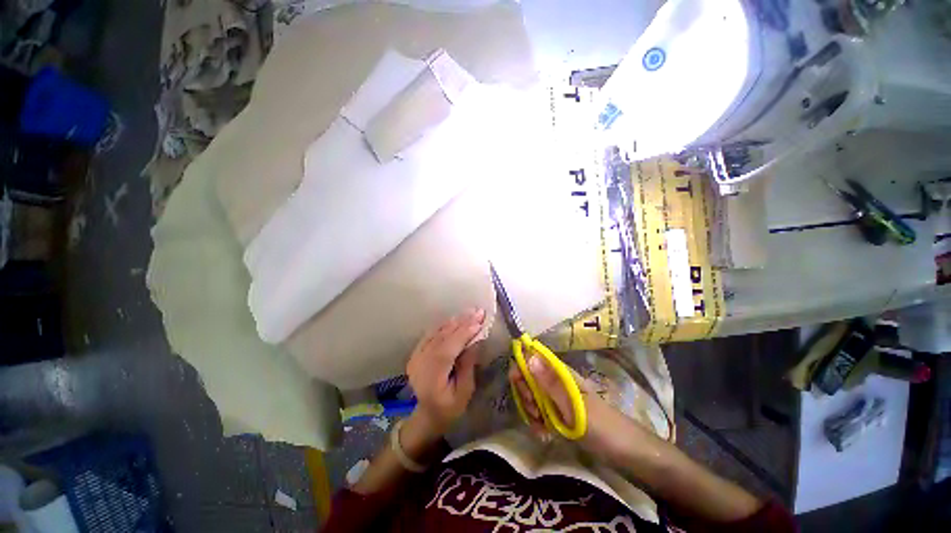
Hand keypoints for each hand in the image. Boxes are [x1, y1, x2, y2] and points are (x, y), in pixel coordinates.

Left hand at [406, 308, 486, 437]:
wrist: (428, 413)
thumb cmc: (451, 407)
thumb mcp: (465, 391)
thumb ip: (468, 365)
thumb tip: (475, 340)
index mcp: (431, 378)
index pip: (447, 350)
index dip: (463, 334)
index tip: (479, 322)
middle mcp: (420, 364)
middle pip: (441, 338)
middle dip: (462, 324)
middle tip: (478, 312)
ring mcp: (416, 357)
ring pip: (436, 334)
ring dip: (454, 322)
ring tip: (470, 312)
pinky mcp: (416, 353)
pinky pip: (431, 334)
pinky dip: (444, 325)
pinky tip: (456, 319)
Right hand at [508, 353, 634, 454]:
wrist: (625, 452)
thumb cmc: (601, 426)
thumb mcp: (573, 406)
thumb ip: (549, 382)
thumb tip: (528, 356)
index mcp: (559, 372)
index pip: (531, 359)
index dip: (521, 371)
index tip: (523, 391)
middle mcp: (555, 380)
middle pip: (527, 379)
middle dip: (526, 396)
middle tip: (536, 413)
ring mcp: (556, 397)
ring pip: (531, 397)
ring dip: (531, 413)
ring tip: (543, 428)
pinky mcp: (558, 412)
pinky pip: (539, 413)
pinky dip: (538, 423)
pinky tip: (545, 435)